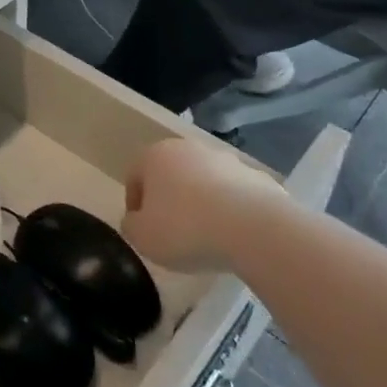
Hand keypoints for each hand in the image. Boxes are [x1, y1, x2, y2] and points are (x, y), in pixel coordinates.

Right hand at [121, 139, 281, 274]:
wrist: (254, 229)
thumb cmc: (186, 229)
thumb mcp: (142, 236)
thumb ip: (131, 226)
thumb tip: (136, 220)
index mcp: (155, 155)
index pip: (135, 176)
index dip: (135, 205)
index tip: (143, 230)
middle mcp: (188, 149)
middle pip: (171, 175)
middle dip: (169, 200)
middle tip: (173, 233)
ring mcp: (225, 160)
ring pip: (204, 182)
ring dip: (201, 203)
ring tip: (207, 237)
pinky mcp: (256, 177)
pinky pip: (234, 194)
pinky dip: (230, 210)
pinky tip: (234, 235)